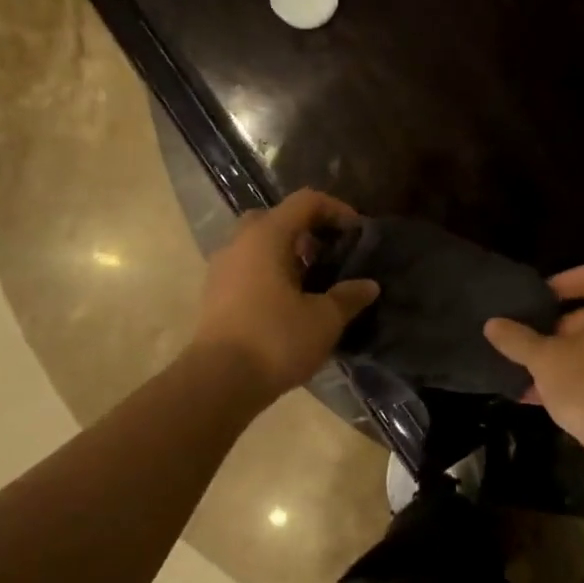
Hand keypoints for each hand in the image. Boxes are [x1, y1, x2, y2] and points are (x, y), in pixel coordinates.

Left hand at [192, 189, 379, 403]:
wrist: (219, 381)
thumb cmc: (276, 340)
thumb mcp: (324, 320)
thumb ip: (348, 297)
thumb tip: (369, 285)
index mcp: (267, 236)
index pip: (305, 201)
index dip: (336, 209)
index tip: (357, 232)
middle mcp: (240, 243)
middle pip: (275, 218)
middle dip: (305, 230)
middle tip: (328, 254)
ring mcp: (221, 268)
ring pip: (257, 244)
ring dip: (286, 254)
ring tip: (312, 282)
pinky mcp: (214, 294)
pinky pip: (246, 267)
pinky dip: (269, 273)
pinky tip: (288, 302)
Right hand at [483, 265, 583, 457]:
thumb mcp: (544, 360)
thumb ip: (517, 339)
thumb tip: (492, 324)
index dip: (561, 282)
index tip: (536, 300)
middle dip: (554, 329)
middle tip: (527, 342)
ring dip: (561, 359)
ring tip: (526, 374)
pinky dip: (575, 380)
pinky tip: (541, 400)